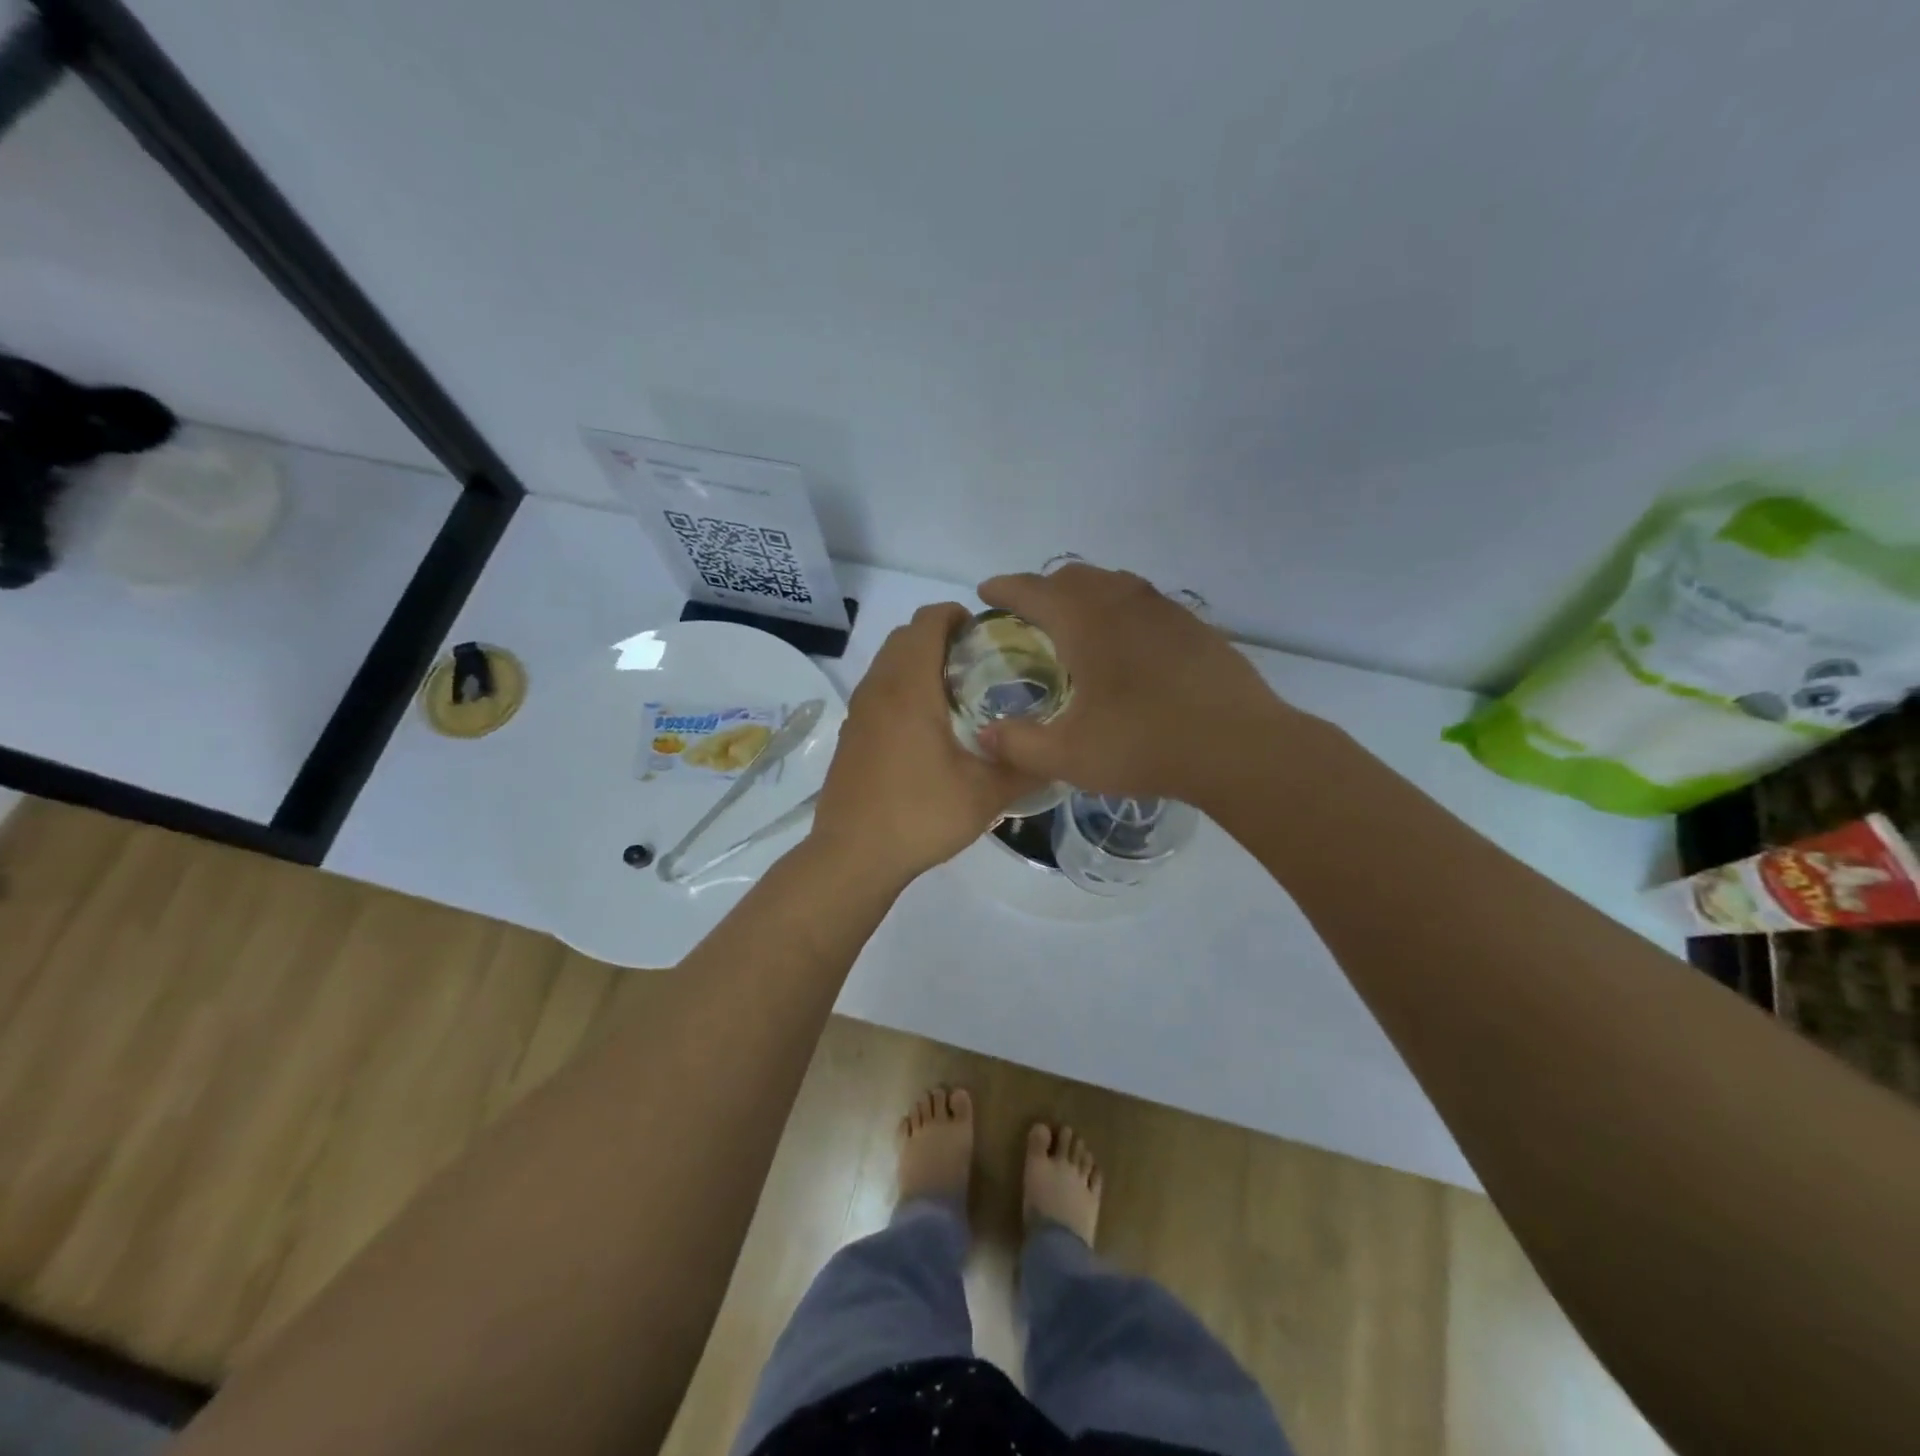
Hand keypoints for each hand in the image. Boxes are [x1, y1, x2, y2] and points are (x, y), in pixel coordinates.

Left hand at [812, 603, 1044, 880]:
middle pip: (905, 636)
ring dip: (919, 663)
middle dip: (941, 637)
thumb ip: (1026, 769)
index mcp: (909, 688)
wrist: (852, 856)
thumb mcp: (986, 795)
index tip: (988, 637)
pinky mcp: (851, 734)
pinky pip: (877, 690)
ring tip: (957, 695)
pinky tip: (927, 729)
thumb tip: (1060, 756)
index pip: (928, 620)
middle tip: (980, 665)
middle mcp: (878, 688)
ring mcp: (859, 711)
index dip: (958, 616)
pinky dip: (901, 688)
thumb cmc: (920, 816)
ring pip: (888, 662)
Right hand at [974, 563, 1296, 802]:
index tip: (986, 592)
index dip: (1004, 588)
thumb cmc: (1144, 745)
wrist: (1238, 747)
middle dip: (1043, 589)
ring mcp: (1164, 609)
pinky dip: (1120, 610)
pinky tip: (1127, 645)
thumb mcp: (1069, 756)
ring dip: (1084, 595)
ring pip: (1113, 583)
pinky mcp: (1194, 625)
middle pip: (1073, 576)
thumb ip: (1019, 745)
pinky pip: (1144, 602)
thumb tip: (984, 738)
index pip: (1032, 589)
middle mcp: (1122, 602)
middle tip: (1029, 617)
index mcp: (1085, 622)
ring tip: (1075, 626)